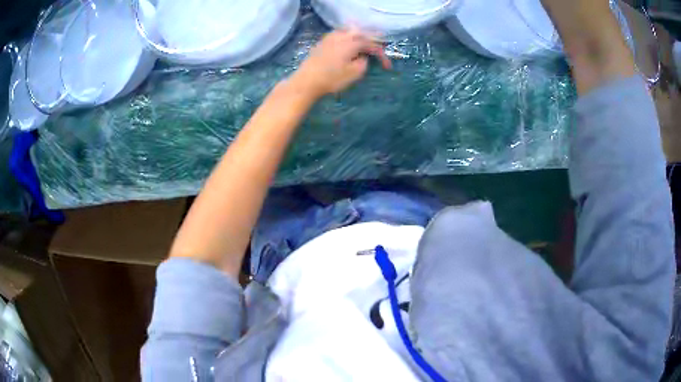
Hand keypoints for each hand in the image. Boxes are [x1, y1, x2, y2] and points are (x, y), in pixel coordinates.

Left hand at [289, 30, 391, 98]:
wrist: (306, 81)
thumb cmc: (332, 78)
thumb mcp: (354, 74)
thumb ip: (363, 62)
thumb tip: (363, 57)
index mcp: (352, 43)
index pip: (372, 44)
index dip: (381, 55)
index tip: (387, 67)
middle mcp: (342, 36)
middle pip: (361, 33)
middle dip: (372, 40)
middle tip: (379, 49)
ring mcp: (330, 37)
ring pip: (349, 31)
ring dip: (360, 36)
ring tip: (365, 43)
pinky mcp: (322, 42)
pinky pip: (339, 34)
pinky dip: (348, 37)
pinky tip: (348, 42)